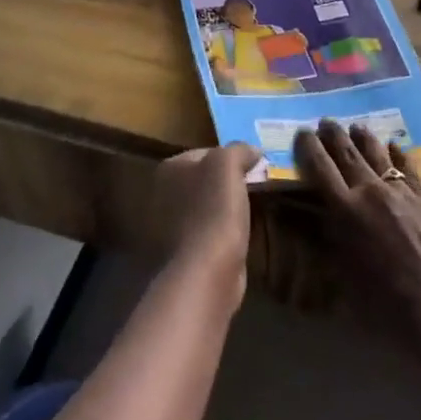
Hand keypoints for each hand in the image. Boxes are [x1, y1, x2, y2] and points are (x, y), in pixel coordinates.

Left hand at [146, 143, 259, 297]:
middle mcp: (164, 193)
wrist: (207, 269)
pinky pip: (210, 229)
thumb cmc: (215, 209)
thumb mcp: (228, 164)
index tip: (254, 166)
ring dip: (227, 206)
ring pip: (208, 205)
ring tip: (253, 208)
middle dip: (228, 181)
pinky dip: (224, 229)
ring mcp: (171, 224)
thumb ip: (238, 150)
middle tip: (256, 185)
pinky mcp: (185, 251)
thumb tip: (252, 150)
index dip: (231, 157)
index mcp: (170, 169)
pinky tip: (241, 232)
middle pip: (205, 179)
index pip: (205, 152)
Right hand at [295, 119, 420, 335]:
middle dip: (334, 135)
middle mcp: (370, 191)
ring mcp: (400, 191)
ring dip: (364, 137)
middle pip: (348, 154)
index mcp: (345, 210)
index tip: (303, 132)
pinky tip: (394, 146)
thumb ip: (334, 240)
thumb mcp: (346, 274)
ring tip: (356, 126)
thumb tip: (326, 219)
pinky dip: (398, 154)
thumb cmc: (385, 303)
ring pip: (378, 154)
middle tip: (325, 121)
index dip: (309, 148)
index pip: (320, 168)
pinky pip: (408, 167)